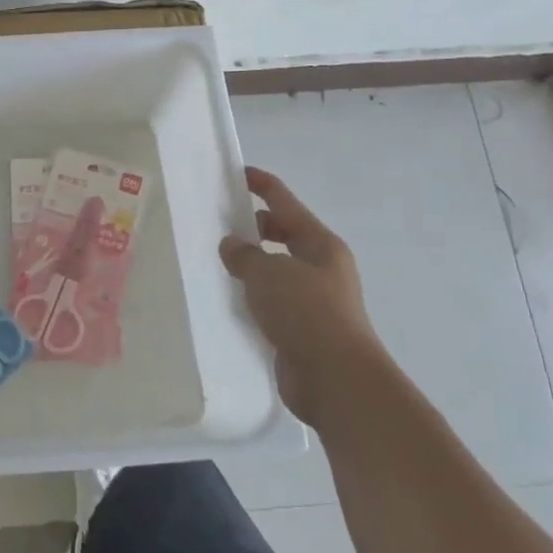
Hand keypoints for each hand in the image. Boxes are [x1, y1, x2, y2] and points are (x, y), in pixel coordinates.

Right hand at [219, 166, 384, 423]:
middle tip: (218, 225)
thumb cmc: (307, 313)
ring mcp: (313, 300)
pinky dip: (252, 296)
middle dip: (254, 227)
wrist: (336, 380)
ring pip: (276, 270)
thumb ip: (245, 254)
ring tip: (215, 262)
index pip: (286, 203)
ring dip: (250, 265)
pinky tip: (228, 299)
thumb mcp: (269, 273)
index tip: (237, 173)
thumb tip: (232, 245)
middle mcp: (321, 268)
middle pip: (283, 235)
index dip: (262, 185)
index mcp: (321, 244)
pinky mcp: (301, 329)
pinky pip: (271, 301)